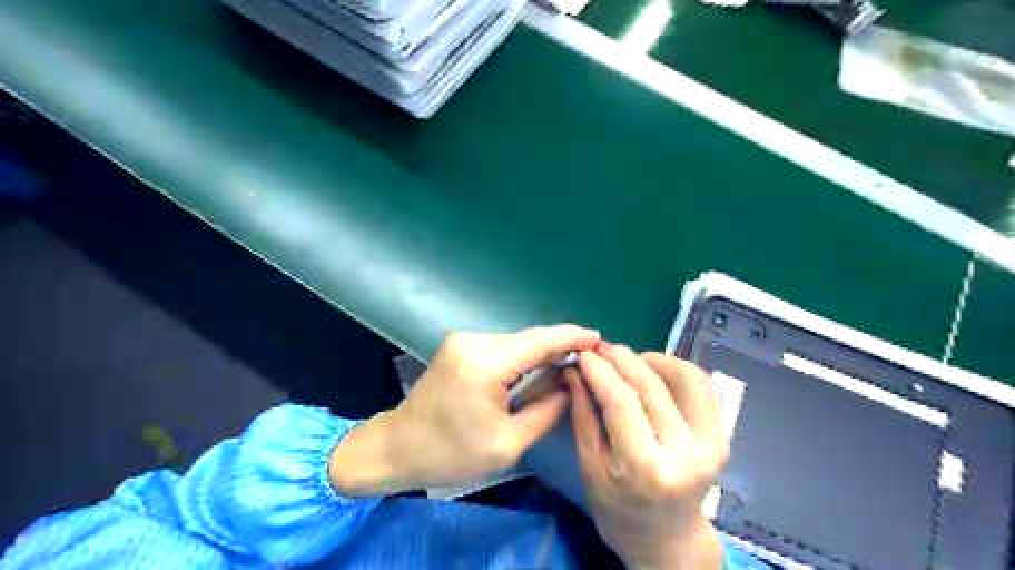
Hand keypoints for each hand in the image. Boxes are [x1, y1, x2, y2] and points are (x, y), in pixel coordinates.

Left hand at [333, 325, 595, 493]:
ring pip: (515, 342)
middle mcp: (473, 342)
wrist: (398, 447)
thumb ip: (546, 410)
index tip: (597, 337)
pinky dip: (522, 356)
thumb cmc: (451, 454)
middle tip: (589, 358)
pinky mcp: (459, 346)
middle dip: (558, 346)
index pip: (537, 342)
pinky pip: (501, 347)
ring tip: (570, 363)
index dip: (570, 337)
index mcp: (484, 365)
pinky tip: (538, 366)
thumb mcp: (508, 443)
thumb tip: (571, 383)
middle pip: (527, 339)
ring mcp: (463, 341)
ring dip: (540, 352)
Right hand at [562, 342, 729, 569]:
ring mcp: (710, 443)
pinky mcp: (721, 435)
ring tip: (625, 359)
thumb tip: (575, 370)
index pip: (620, 401)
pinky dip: (676, 367)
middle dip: (620, 357)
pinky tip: (653, 369)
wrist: (668, 540)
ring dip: (650, 358)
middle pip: (650, 385)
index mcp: (645, 468)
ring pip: (683, 376)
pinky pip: (702, 385)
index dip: (599, 370)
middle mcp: (685, 452)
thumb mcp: (590, 468)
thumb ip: (583, 415)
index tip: (582, 353)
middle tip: (598, 348)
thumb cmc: (618, 510)